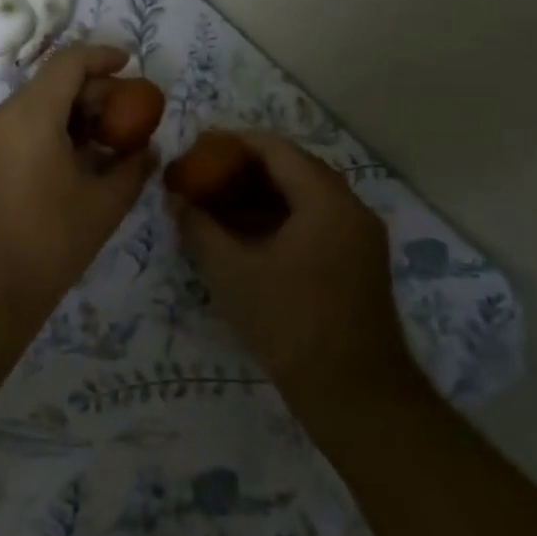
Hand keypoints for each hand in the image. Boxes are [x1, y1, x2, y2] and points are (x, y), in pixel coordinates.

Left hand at [0, 44, 156, 336]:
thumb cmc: (48, 242)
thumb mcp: (104, 204)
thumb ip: (132, 167)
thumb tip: (148, 149)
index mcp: (30, 114)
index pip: (68, 62)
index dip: (102, 56)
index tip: (130, 64)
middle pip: (50, 83)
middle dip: (91, 92)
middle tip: (125, 116)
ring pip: (32, 107)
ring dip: (70, 114)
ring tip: (103, 143)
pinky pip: (16, 129)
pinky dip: (47, 131)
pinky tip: (72, 162)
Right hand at [171, 130, 418, 406]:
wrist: (355, 393)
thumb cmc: (290, 324)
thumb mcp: (232, 273)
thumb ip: (200, 228)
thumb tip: (178, 199)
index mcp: (325, 201)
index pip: (276, 149)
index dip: (233, 142)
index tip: (198, 148)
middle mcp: (350, 208)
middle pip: (294, 167)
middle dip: (246, 165)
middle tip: (205, 173)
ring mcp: (358, 235)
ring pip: (305, 194)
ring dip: (263, 191)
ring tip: (219, 199)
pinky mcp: (357, 260)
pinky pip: (315, 218)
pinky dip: (281, 215)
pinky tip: (247, 231)